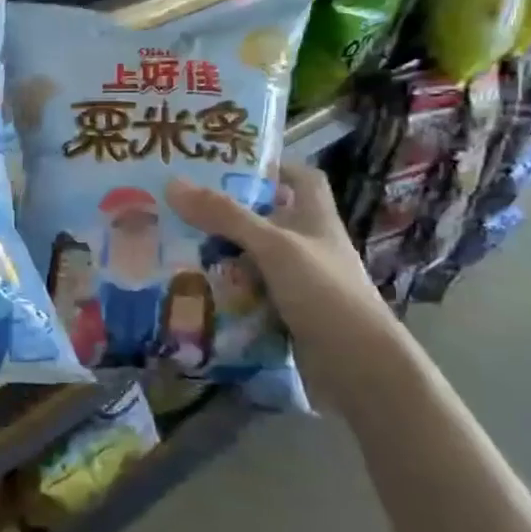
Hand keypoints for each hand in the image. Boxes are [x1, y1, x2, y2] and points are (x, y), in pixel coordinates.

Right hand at [164, 164, 391, 349]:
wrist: (358, 367)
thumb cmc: (324, 293)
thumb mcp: (273, 246)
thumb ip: (225, 215)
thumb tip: (172, 183)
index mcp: (315, 219)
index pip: (301, 178)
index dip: (271, 167)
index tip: (228, 164)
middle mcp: (308, 245)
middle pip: (265, 217)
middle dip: (226, 212)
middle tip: (179, 205)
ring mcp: (297, 281)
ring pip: (251, 256)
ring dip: (218, 251)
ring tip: (172, 242)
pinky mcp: (284, 312)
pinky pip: (246, 291)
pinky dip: (222, 287)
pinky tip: (190, 285)